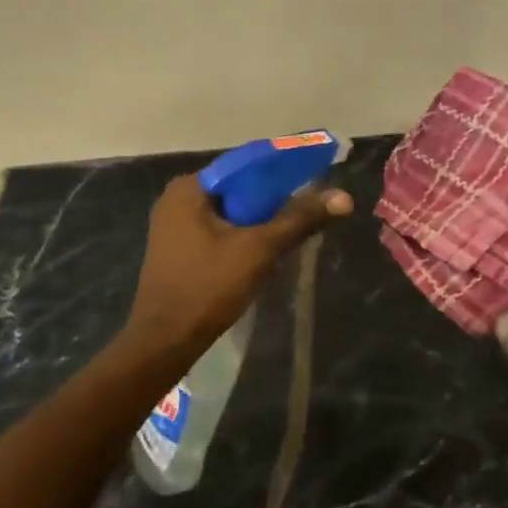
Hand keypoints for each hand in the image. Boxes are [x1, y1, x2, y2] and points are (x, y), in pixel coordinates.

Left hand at [124, 173, 353, 353]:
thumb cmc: (208, 287)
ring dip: (261, 221)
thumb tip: (344, 197)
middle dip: (274, 199)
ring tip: (296, 230)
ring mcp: (174, 226)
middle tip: (310, 208)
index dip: (283, 169)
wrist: (164, 342)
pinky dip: (244, 236)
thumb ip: (299, 219)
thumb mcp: (259, 250)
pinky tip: (267, 251)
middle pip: (239, 189)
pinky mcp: (178, 250)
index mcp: (189, 188)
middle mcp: (177, 199)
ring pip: (231, 212)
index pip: (245, 165)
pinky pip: (219, 230)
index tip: (316, 176)